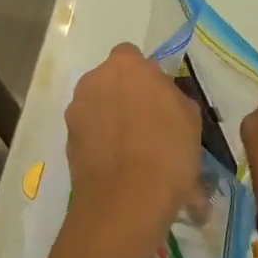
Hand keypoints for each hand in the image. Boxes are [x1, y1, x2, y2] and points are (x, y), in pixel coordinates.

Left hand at [63, 44, 202, 257]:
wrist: (126, 201)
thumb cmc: (167, 150)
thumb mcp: (190, 118)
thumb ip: (172, 98)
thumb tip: (164, 100)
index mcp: (126, 65)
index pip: (131, 56)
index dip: (145, 76)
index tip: (159, 98)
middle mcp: (94, 80)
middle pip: (111, 81)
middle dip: (125, 96)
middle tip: (148, 124)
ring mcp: (76, 111)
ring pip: (98, 107)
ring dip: (111, 120)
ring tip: (133, 152)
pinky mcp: (67, 142)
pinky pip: (89, 134)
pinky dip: (101, 144)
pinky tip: (120, 168)